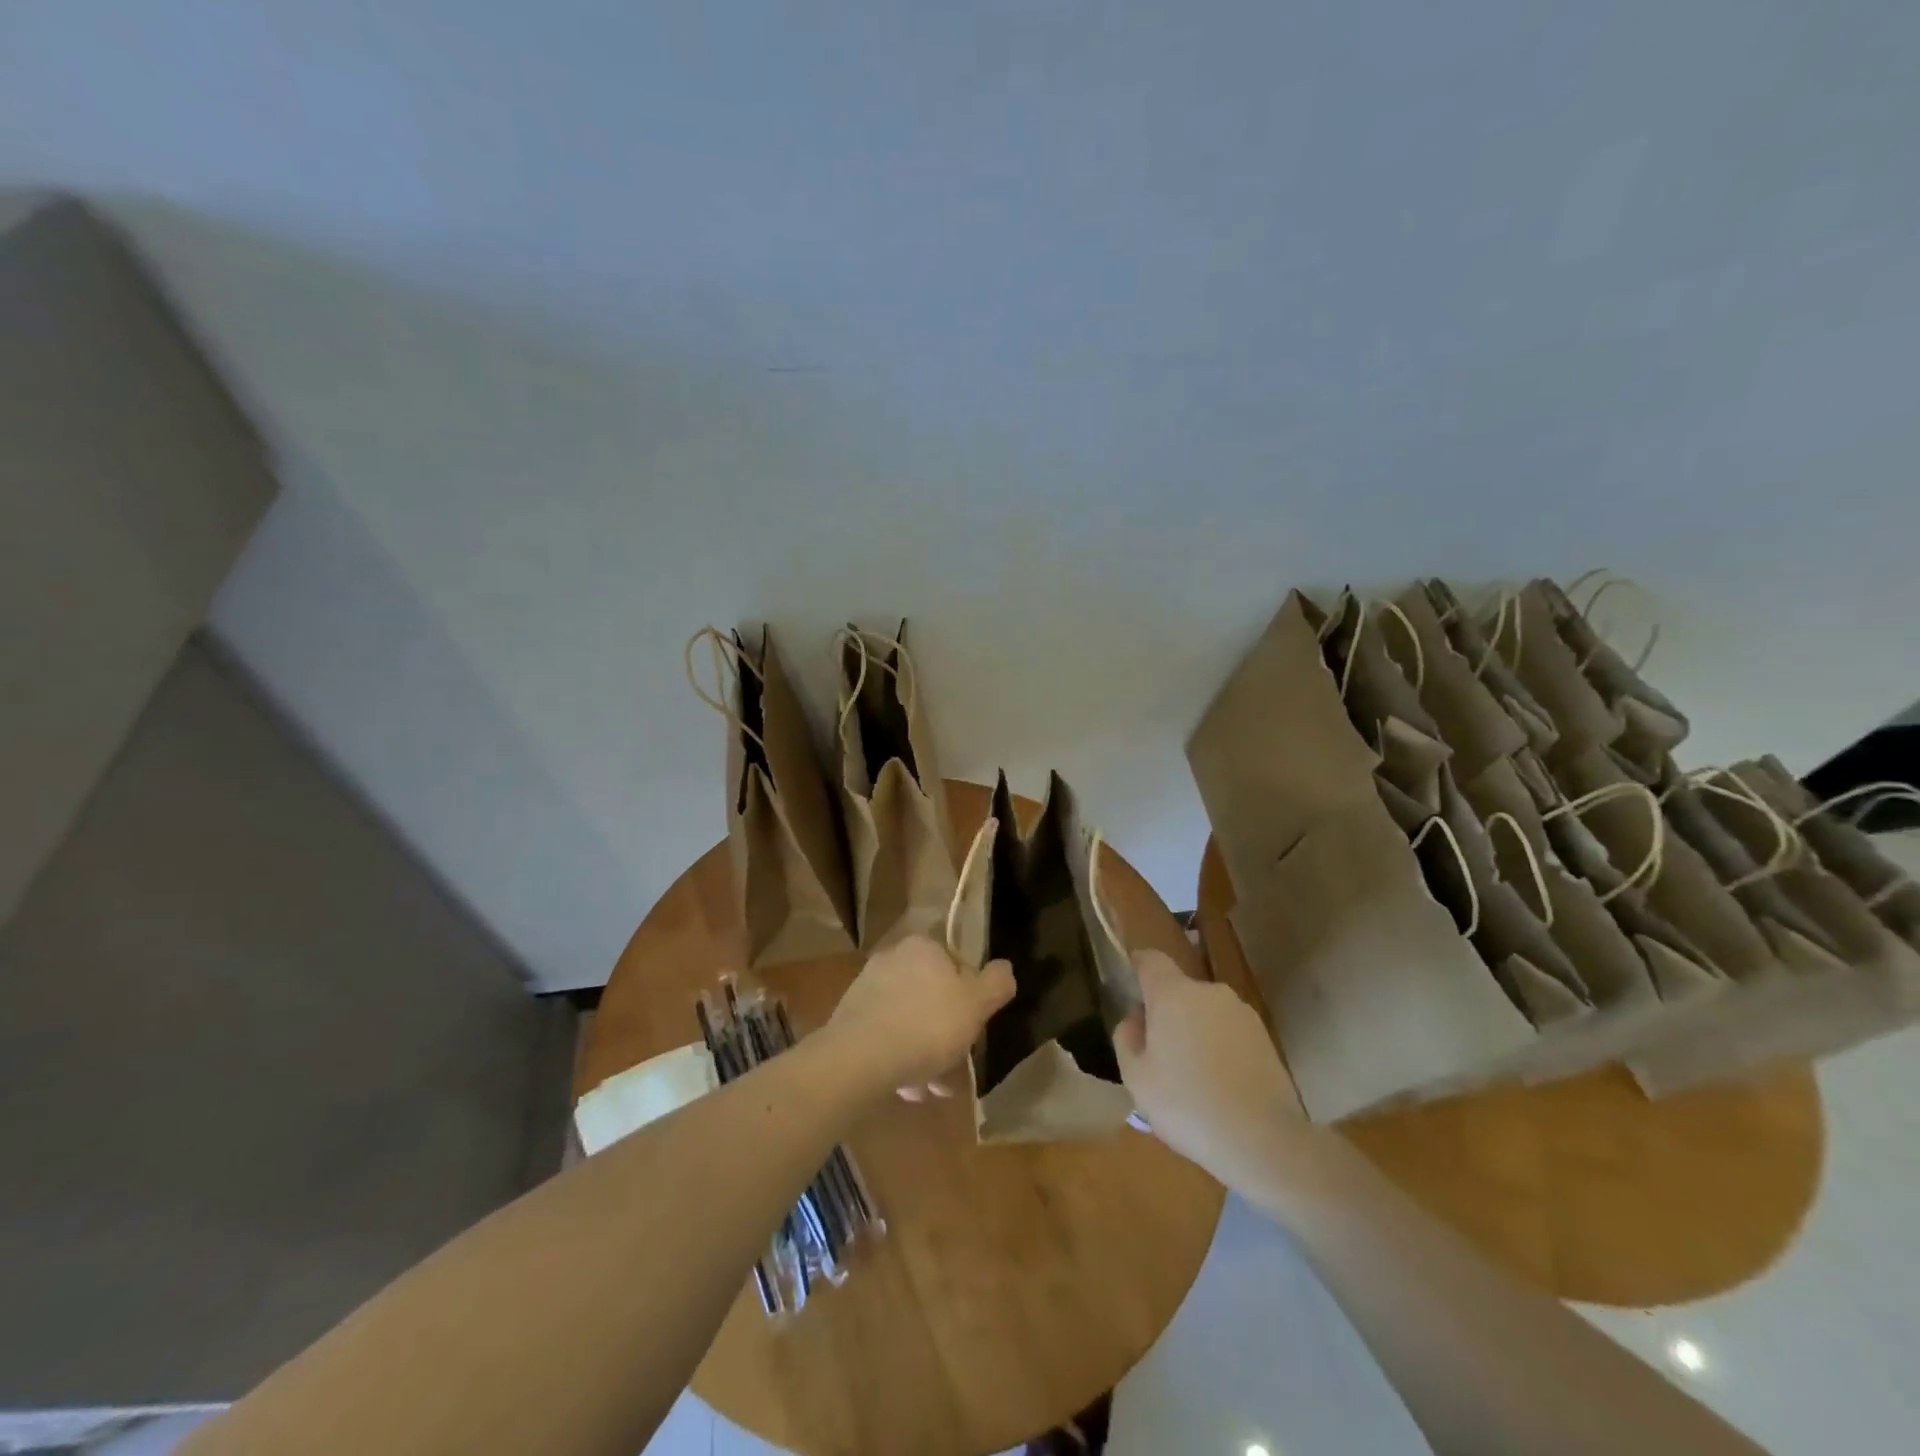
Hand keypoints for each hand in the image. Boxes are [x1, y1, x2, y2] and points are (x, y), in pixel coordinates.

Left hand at [826, 935, 1015, 1100]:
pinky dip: (898, 1059)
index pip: (956, 965)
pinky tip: (906, 1088)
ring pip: (908, 1021)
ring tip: (932, 1089)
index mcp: (923, 947)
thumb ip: (995, 983)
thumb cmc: (927, 1025)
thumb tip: (1005, 968)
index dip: (970, 998)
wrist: (859, 1058)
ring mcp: (866, 988)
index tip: (974, 1028)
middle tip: (956, 1066)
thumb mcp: (975, 1005)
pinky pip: (884, 1037)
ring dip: (923, 1053)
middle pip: (931, 996)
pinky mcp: (848, 1019)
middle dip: (946, 1033)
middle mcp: (892, 958)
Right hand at [1115, 949, 1300, 1187]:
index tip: (1131, 988)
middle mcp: (1209, 992)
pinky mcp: (1265, 1037)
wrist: (1264, 1140)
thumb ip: (1126, 1037)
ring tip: (1193, 1078)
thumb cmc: (1187, 1105)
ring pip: (1206, 1013)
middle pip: (1179, 990)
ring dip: (1195, 1032)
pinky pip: (1229, 1032)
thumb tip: (1135, 1018)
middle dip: (1167, 1013)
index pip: (1150, 960)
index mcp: (1172, 994)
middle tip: (1160, 1055)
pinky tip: (1221, 1087)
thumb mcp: (1136, 1077)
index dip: (1138, 966)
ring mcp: (1241, 1012)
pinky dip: (1220, 1048)